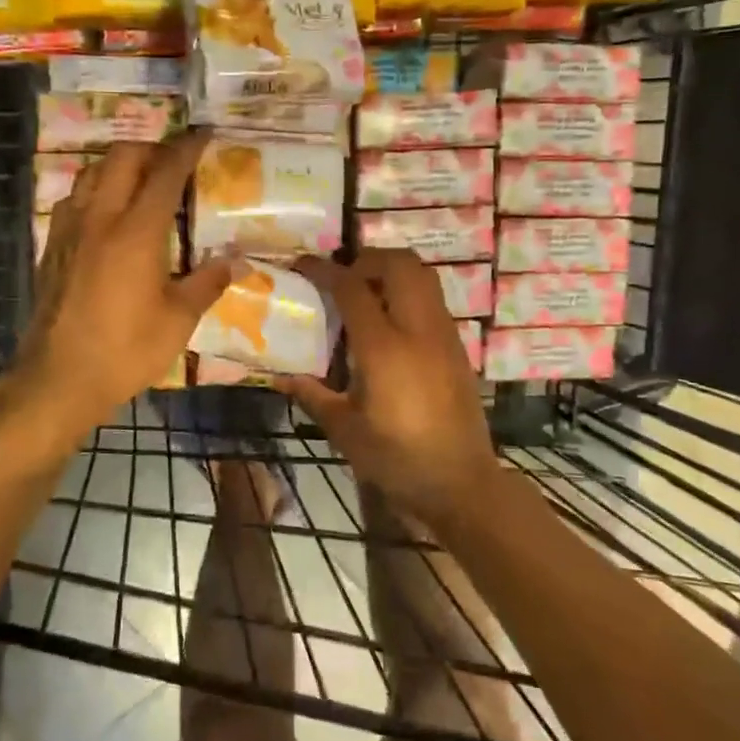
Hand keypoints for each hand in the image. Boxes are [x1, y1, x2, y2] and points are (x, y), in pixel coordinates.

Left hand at [11, 133, 233, 440]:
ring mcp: (69, 229)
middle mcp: (100, 217)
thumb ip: (208, 282)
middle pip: (122, 157)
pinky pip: (74, 198)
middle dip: (152, 149)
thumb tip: (236, 260)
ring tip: (142, 182)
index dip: (186, 149)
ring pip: (91, 172)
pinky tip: (107, 214)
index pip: (165, 172)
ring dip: (119, 165)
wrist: (59, 379)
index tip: (203, 135)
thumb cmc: (127, 350)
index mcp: (137, 231)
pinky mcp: (51, 247)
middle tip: (174, 163)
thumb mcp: (179, 320)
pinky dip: (95, 189)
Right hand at [278, 249, 500, 521]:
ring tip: (367, 293)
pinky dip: (409, 292)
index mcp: (383, 348)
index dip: (324, 270)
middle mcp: (418, 330)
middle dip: (367, 259)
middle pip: (398, 264)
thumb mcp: (345, 430)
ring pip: (423, 276)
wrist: (460, 481)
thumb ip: (311, 395)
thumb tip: (279, 376)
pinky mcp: (457, 347)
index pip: (352, 288)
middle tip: (343, 277)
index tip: (303, 265)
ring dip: (392, 271)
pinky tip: (391, 324)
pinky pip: (433, 300)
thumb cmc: (397, 459)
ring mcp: (444, 335)